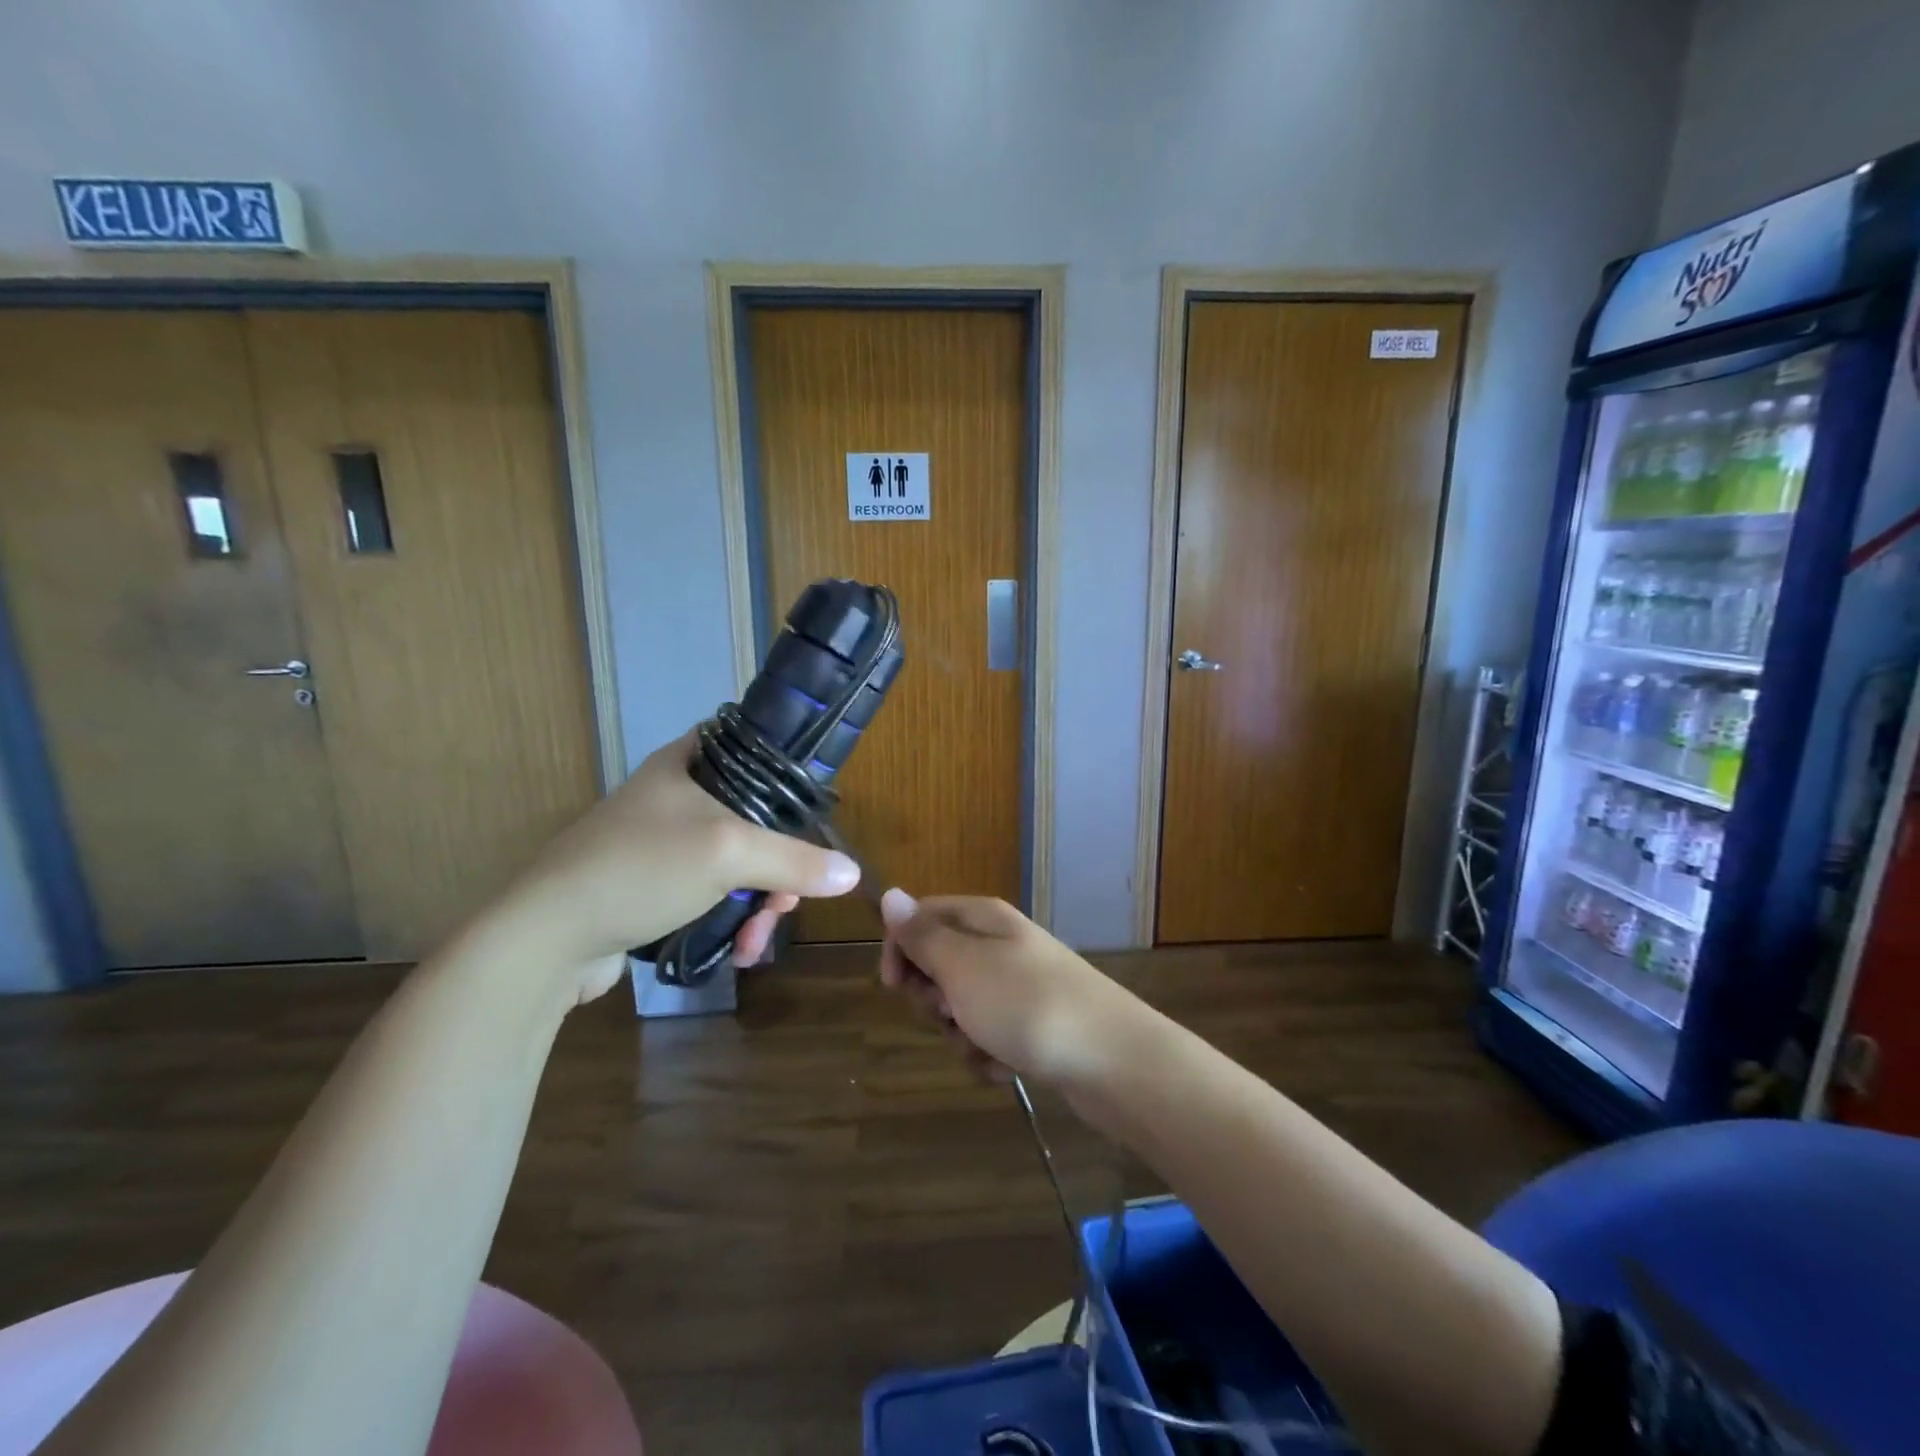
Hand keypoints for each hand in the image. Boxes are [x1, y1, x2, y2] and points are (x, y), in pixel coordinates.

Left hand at [497, 732, 860, 1002]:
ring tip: (757, 940)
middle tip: (785, 901)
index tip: (812, 811)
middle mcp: (675, 797)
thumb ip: (795, 861)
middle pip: (754, 818)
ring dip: (758, 902)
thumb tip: (853, 873)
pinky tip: (738, 951)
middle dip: (779, 866)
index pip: (750, 746)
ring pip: (736, 864)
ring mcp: (662, 845)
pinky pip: (711, 895)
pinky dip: (731, 919)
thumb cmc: (640, 869)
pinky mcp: (653, 888)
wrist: (545, 939)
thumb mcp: (728, 855)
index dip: (787, 772)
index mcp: (686, 764)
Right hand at [877, 891, 1140, 1085]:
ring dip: (962, 1035)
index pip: (921, 916)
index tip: (895, 987)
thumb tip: (891, 893)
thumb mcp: (962, 967)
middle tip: (953, 1012)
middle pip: (939, 965)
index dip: (900, 949)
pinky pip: (990, 1036)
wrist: (1112, 1060)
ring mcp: (1020, 986)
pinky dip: (990, 1055)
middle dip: (934, 999)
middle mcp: (1001, 945)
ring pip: (962, 1008)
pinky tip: (1007, 1067)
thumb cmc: (1027, 1005)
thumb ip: (922, 935)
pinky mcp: (1034, 1024)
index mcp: (983, 919)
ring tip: (987, 1046)